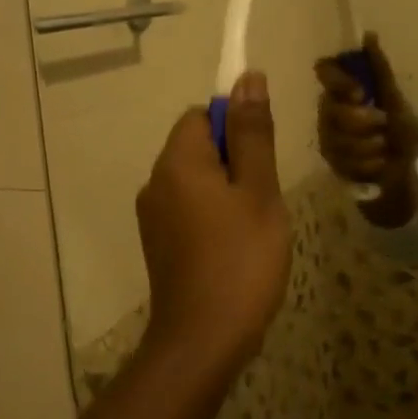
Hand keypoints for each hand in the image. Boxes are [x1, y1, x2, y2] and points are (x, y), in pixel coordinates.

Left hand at [135, 72, 292, 365]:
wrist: (203, 340)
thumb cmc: (240, 259)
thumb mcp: (258, 191)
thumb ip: (252, 133)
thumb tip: (248, 78)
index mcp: (176, 162)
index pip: (201, 115)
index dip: (236, 126)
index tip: (262, 159)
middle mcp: (155, 182)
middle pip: (197, 147)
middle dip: (235, 163)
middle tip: (264, 199)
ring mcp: (153, 216)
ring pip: (197, 182)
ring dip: (228, 192)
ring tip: (255, 228)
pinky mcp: (158, 244)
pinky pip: (189, 210)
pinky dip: (213, 217)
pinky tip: (236, 249)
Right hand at [313, 33, 417, 183]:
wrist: (403, 171)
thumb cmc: (399, 132)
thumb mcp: (396, 100)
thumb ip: (380, 71)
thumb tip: (369, 35)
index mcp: (344, 89)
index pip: (324, 70)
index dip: (338, 80)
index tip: (360, 93)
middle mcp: (328, 109)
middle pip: (332, 109)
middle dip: (363, 121)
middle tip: (383, 124)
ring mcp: (326, 136)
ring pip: (338, 138)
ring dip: (370, 145)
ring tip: (384, 147)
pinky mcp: (329, 160)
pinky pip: (344, 160)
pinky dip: (369, 162)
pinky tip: (378, 163)